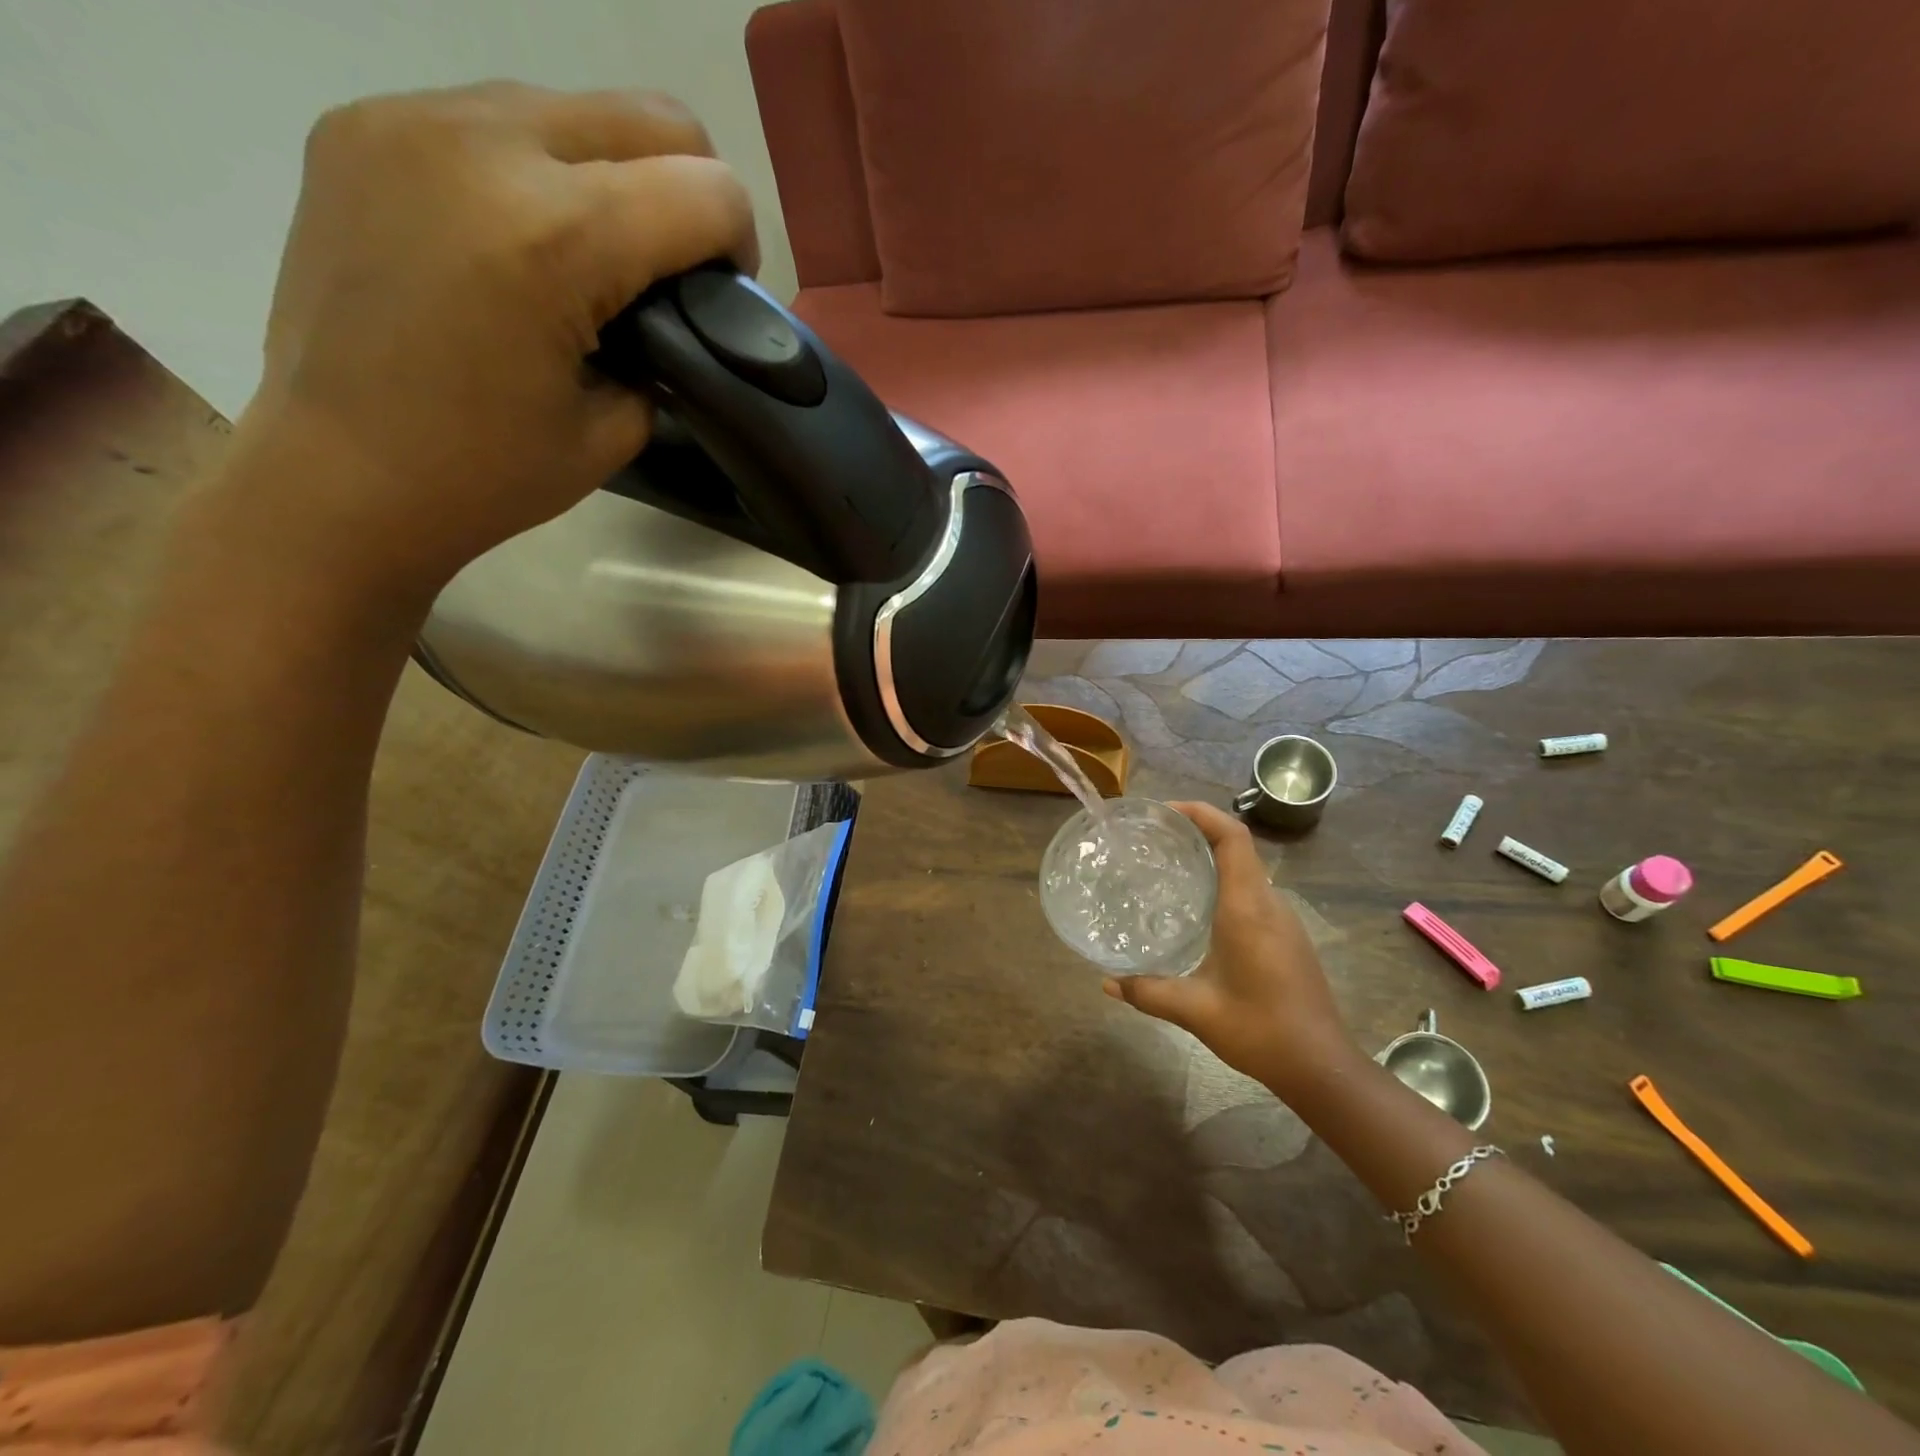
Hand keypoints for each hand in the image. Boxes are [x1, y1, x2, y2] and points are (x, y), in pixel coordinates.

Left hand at [228, 82, 757, 600]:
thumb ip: (663, 349)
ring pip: (571, 108)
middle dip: (689, 191)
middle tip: (672, 265)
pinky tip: (515, 241)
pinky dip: (533, 171)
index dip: (740, 244)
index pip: (706, 191)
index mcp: (557, 239)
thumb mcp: (616, 427)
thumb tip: (668, 310)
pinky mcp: (360, 126)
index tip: (722, 293)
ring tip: (590, 256)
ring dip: (610, 175)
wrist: (341, 476)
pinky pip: (491, 119)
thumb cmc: (489, 474)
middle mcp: (484, 146)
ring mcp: (410, 120)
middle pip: (651, 118)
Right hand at [1103, 801, 1360, 1098]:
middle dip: (1197, 831)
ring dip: (1211, 858)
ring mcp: (1284, 920)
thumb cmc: (1260, 1030)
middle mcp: (1269, 903)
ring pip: (1246, 870)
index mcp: (1248, 908)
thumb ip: (1147, 992)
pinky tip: (1197, 909)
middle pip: (1238, 847)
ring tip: (1168, 867)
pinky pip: (1253, 892)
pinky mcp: (1287, 937)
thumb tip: (1106, 983)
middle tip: (1154, 838)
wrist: (1322, 1067)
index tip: (1164, 811)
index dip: (1201, 813)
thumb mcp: (1195, 1010)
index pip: (1232, 837)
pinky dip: (1224, 882)